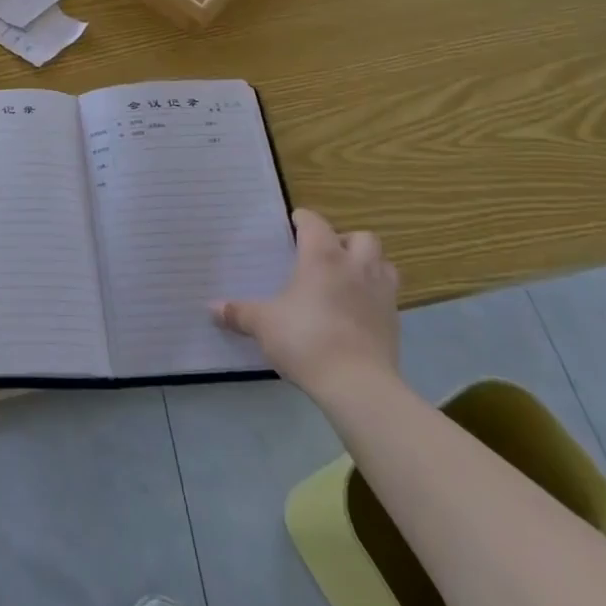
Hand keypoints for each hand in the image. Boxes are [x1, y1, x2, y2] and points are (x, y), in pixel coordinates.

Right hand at [213, 208, 400, 397]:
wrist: (358, 385)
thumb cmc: (306, 340)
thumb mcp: (263, 325)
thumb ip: (239, 313)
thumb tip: (211, 308)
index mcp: (322, 257)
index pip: (315, 223)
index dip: (303, 220)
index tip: (293, 225)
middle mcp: (356, 267)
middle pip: (362, 237)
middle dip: (345, 240)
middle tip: (325, 255)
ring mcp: (381, 294)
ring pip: (384, 264)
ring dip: (368, 264)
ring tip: (347, 278)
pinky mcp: (395, 322)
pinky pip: (388, 297)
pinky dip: (374, 296)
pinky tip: (356, 312)